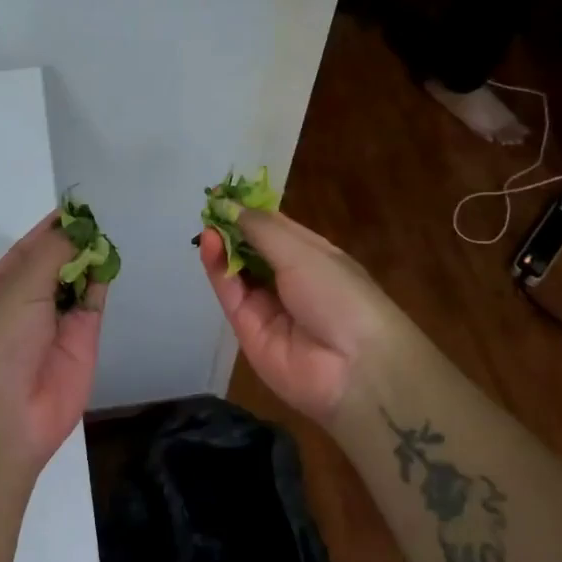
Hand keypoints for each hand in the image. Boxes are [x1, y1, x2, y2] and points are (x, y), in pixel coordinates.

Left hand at [0, 212, 105, 474]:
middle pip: (56, 263)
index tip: (79, 206)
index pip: (28, 248)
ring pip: (78, 281)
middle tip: (103, 215)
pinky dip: (102, 281)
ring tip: (111, 231)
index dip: (52, 227)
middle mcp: (28, 302)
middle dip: (75, 241)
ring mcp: (57, 322)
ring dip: (91, 258)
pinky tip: (112, 258)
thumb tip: (78, 228)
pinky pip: (94, 302)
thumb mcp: (19, 287)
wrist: (5, 415)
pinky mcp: (83, 340)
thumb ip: (52, 254)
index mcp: (0, 287)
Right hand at [198, 208, 413, 425]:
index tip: (224, 193)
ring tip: (207, 224)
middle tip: (208, 206)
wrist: (354, 369)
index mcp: (314, 256)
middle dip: (232, 227)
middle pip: (253, 248)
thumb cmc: (340, 295)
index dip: (251, 210)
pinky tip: (209, 244)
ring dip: (222, 246)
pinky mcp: (248, 329)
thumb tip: (230, 206)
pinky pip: (230, 294)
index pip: (276, 228)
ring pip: (238, 270)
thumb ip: (262, 229)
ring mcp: (268, 305)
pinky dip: (218, 269)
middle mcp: (290, 279)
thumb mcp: (305, 252)